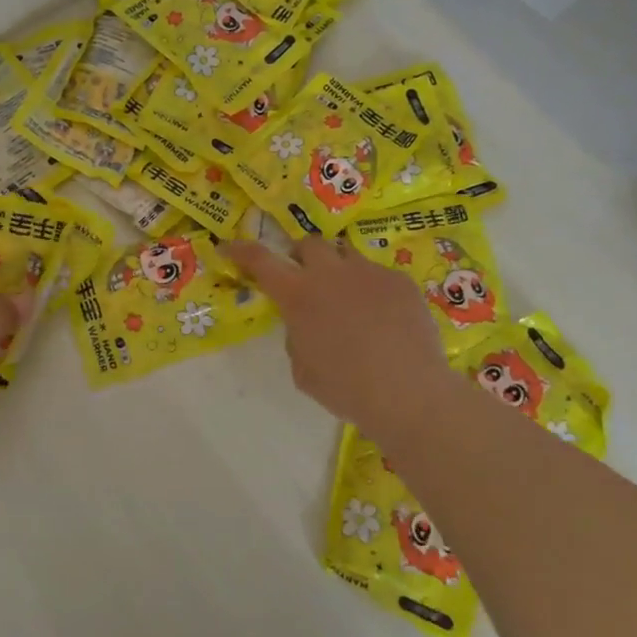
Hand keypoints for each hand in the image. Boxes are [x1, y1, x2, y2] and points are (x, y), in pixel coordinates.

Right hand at [225, 236, 449, 444]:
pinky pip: (378, 275)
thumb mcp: (302, 369)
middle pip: (309, 244)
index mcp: (298, 295)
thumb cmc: (345, 388)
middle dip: (300, 256)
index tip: (229, 247)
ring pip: (346, 254)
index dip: (241, 251)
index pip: (260, 260)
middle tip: (303, 277)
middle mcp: (331, 273)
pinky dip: (371, 289)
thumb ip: (297, 336)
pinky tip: (382, 318)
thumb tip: (306, 324)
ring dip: (337, 269)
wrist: (408, 392)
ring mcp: (369, 273)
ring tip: (347, 297)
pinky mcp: (400, 282)